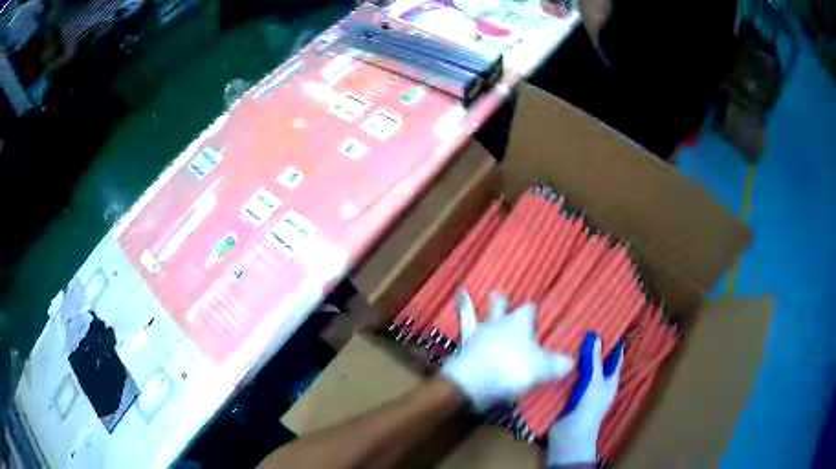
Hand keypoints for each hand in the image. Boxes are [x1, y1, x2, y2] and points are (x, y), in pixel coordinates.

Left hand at [440, 289, 574, 410]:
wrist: (471, 383)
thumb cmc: (510, 371)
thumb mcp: (541, 370)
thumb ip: (557, 365)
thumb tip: (571, 362)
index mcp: (519, 323)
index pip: (529, 309)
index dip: (533, 309)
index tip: (536, 307)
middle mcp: (498, 323)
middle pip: (501, 306)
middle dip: (502, 301)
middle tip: (500, 293)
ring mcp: (478, 333)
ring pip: (477, 314)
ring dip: (474, 307)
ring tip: (465, 295)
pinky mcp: (463, 346)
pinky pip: (462, 329)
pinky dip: (460, 322)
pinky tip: (456, 319)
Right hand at [547, 332, 624, 465]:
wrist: (568, 436)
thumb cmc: (588, 408)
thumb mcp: (594, 382)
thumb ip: (594, 360)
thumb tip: (595, 336)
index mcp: (610, 379)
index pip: (615, 355)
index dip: (614, 340)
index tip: (607, 321)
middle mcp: (598, 381)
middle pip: (596, 359)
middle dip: (590, 345)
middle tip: (580, 323)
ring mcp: (582, 388)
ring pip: (580, 367)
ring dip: (574, 355)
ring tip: (565, 334)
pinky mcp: (566, 393)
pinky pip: (566, 376)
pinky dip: (562, 367)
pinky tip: (552, 355)